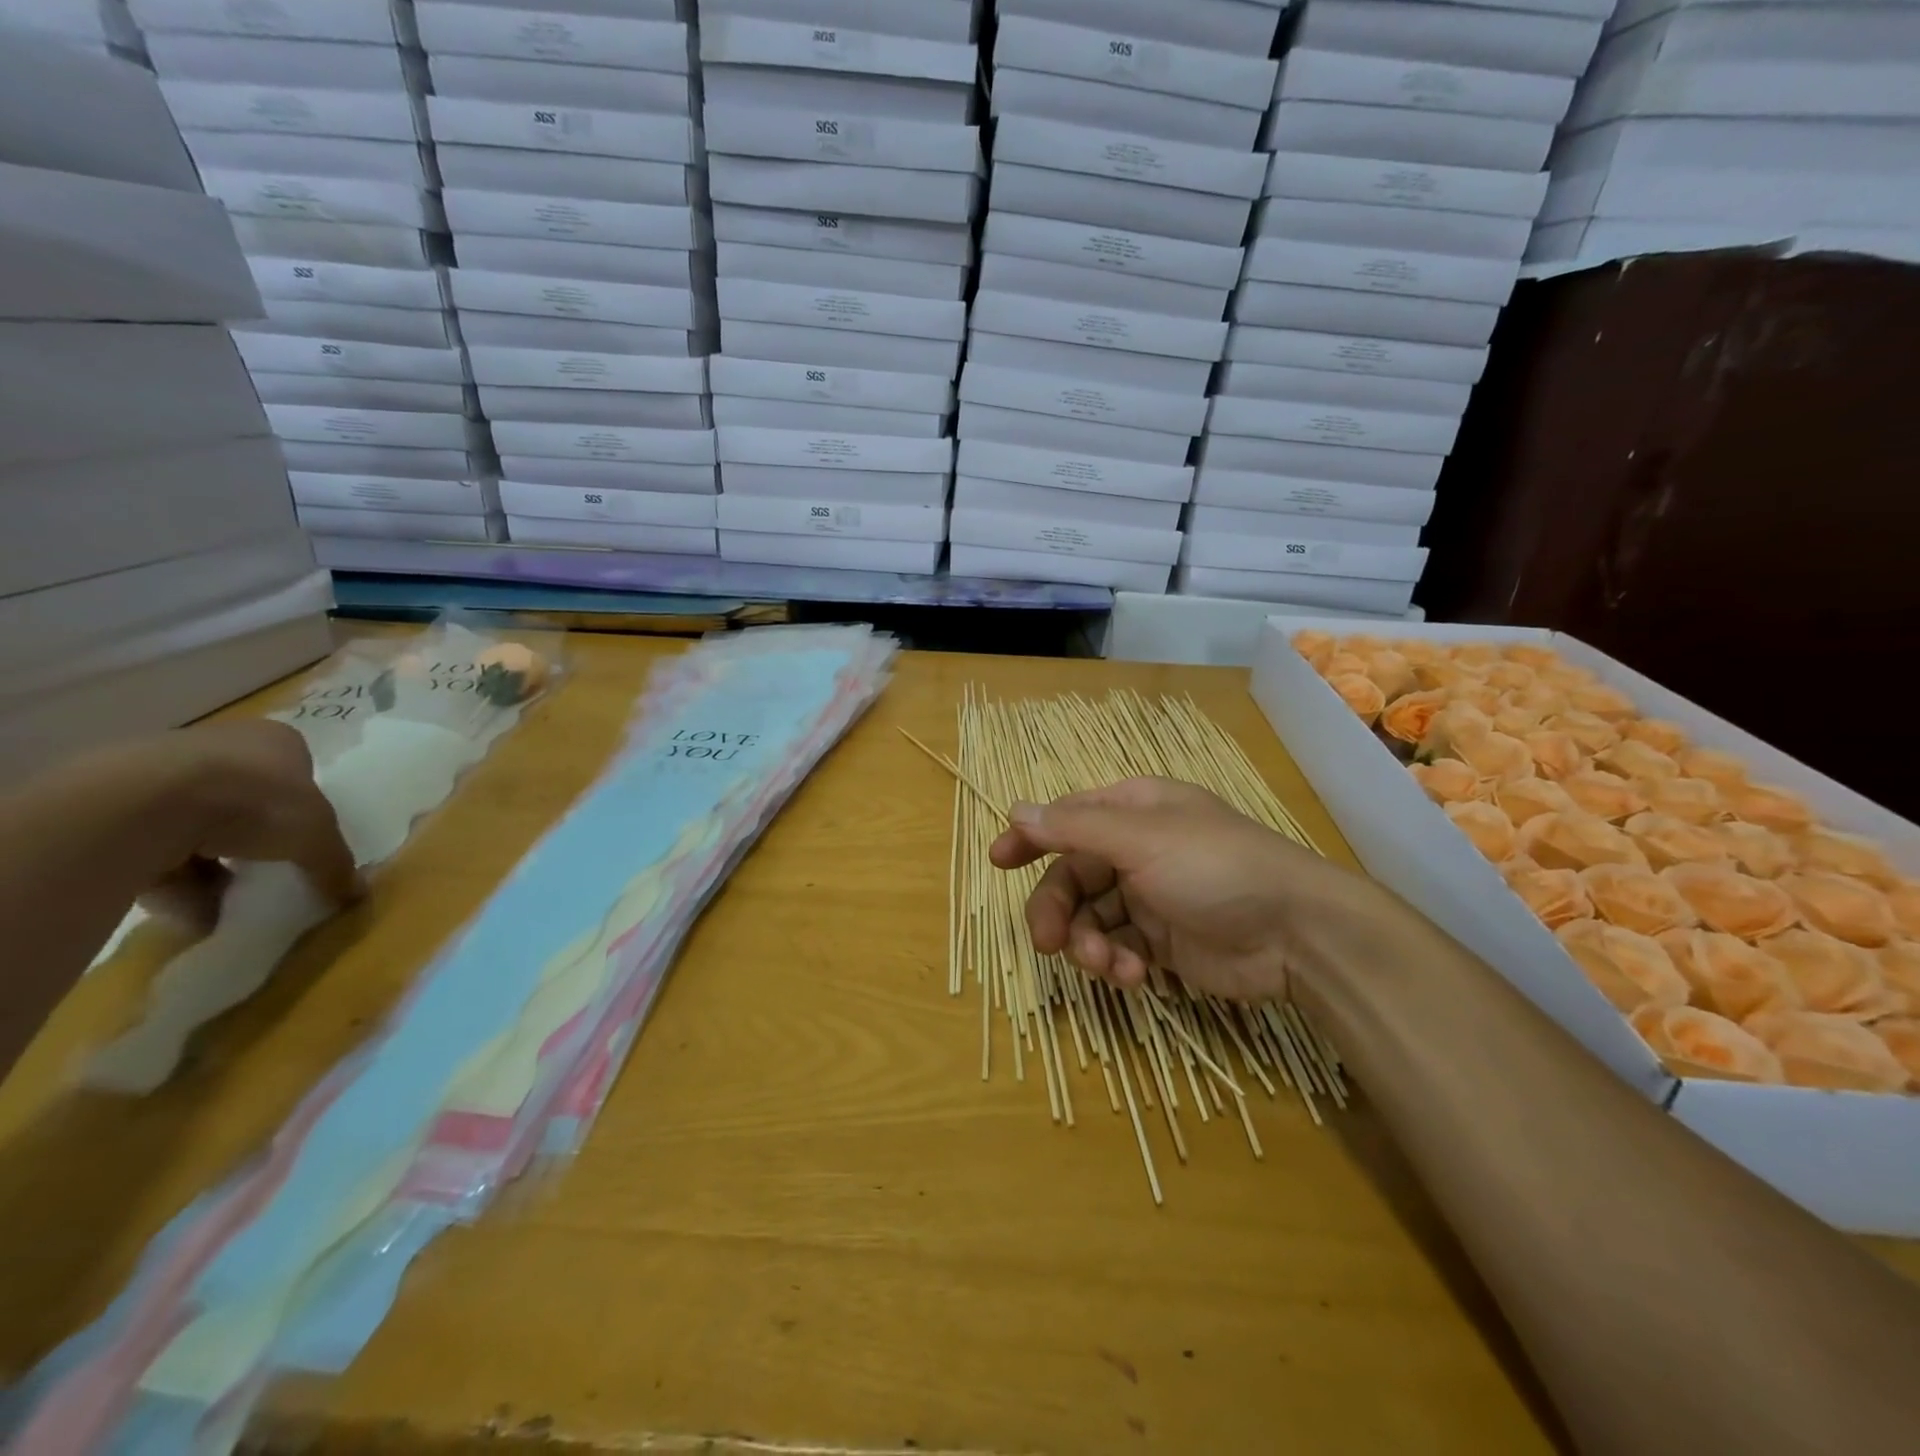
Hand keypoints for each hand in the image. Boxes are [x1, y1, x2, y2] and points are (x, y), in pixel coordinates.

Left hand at [133, 721, 361, 930]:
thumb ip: (335, 864)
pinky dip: (171, 877)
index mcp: (276, 741)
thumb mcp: (316, 838)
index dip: (302, 808)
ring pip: (197, 825)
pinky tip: (184, 905)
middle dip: (253, 839)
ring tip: (222, 900)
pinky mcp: (113, 803)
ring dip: (211, 865)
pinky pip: (152, 845)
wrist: (146, 805)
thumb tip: (356, 894)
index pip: (297, 773)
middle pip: (246, 799)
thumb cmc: (256, 802)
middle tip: (264, 871)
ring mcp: (162, 771)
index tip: (302, 840)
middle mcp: (221, 746)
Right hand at [988, 777, 1380, 1003]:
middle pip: (1072, 877)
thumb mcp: (1142, 838)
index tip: (998, 861)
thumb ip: (1075, 828)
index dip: (1031, 837)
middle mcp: (1136, 850)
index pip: (1067, 819)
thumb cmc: (1216, 867)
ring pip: (1090, 919)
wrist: (1297, 933)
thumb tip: (1016, 809)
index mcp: (1133, 812)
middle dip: (1057, 911)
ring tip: (1109, 966)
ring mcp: (1149, 897)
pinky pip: (1118, 948)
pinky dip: (1118, 963)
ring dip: (1088, 945)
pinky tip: (1138, 976)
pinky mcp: (1162, 941)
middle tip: (1048, 944)